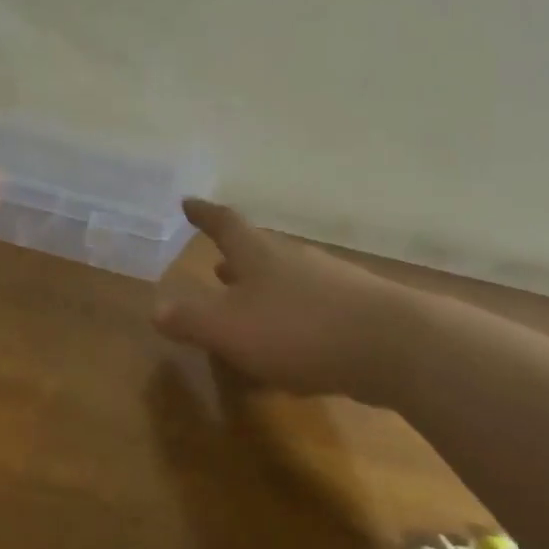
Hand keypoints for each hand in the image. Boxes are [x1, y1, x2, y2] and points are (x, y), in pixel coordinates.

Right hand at [154, 201, 406, 401]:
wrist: (392, 346)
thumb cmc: (298, 330)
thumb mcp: (229, 328)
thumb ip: (190, 319)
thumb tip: (156, 308)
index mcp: (259, 254)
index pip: (225, 224)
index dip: (204, 214)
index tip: (188, 203)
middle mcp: (294, 259)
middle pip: (259, 250)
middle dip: (235, 258)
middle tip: (217, 264)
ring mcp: (330, 282)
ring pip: (286, 279)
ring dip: (263, 289)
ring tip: (247, 305)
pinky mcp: (356, 310)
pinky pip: (310, 308)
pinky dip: (290, 318)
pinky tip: (290, 345)